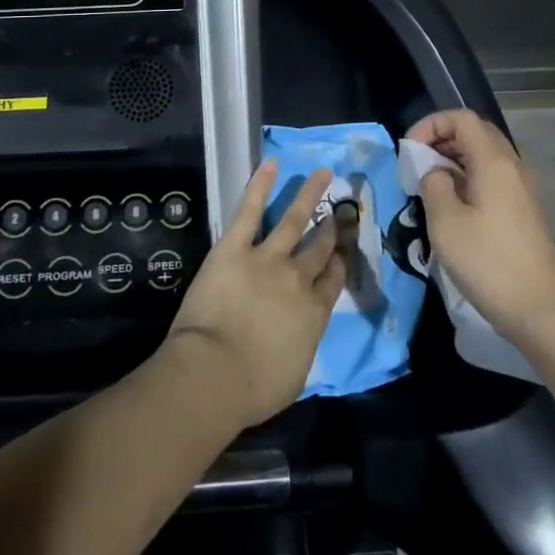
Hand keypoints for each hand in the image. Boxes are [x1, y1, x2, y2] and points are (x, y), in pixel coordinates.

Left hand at [167, 162, 344, 429]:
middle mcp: (297, 278)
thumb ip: (302, 345)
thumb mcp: (294, 375)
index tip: (341, 250)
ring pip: (293, 219)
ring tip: (323, 173)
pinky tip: (271, 165)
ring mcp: (266, 258)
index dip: (338, 262)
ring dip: (309, 194)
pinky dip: (260, 186)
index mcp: (314, 312)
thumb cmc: (253, 389)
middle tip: (339, 210)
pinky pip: (250, 211)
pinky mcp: (234, 248)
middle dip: (331, 227)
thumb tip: (300, 335)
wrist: (213, 374)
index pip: (332, 279)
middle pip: (319, 246)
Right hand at [407, 109, 554, 340]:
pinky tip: (454, 204)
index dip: (432, 124)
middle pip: (476, 132)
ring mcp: (523, 188)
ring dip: (455, 159)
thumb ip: (434, 184)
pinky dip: (470, 177)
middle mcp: (513, 166)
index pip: (462, 118)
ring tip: (430, 184)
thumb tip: (436, 172)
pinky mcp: (524, 209)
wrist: (541, 308)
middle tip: (417, 163)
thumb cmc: (488, 261)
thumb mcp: (445, 222)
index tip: (410, 150)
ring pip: (486, 155)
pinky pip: (494, 176)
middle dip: (442, 138)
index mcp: (494, 161)